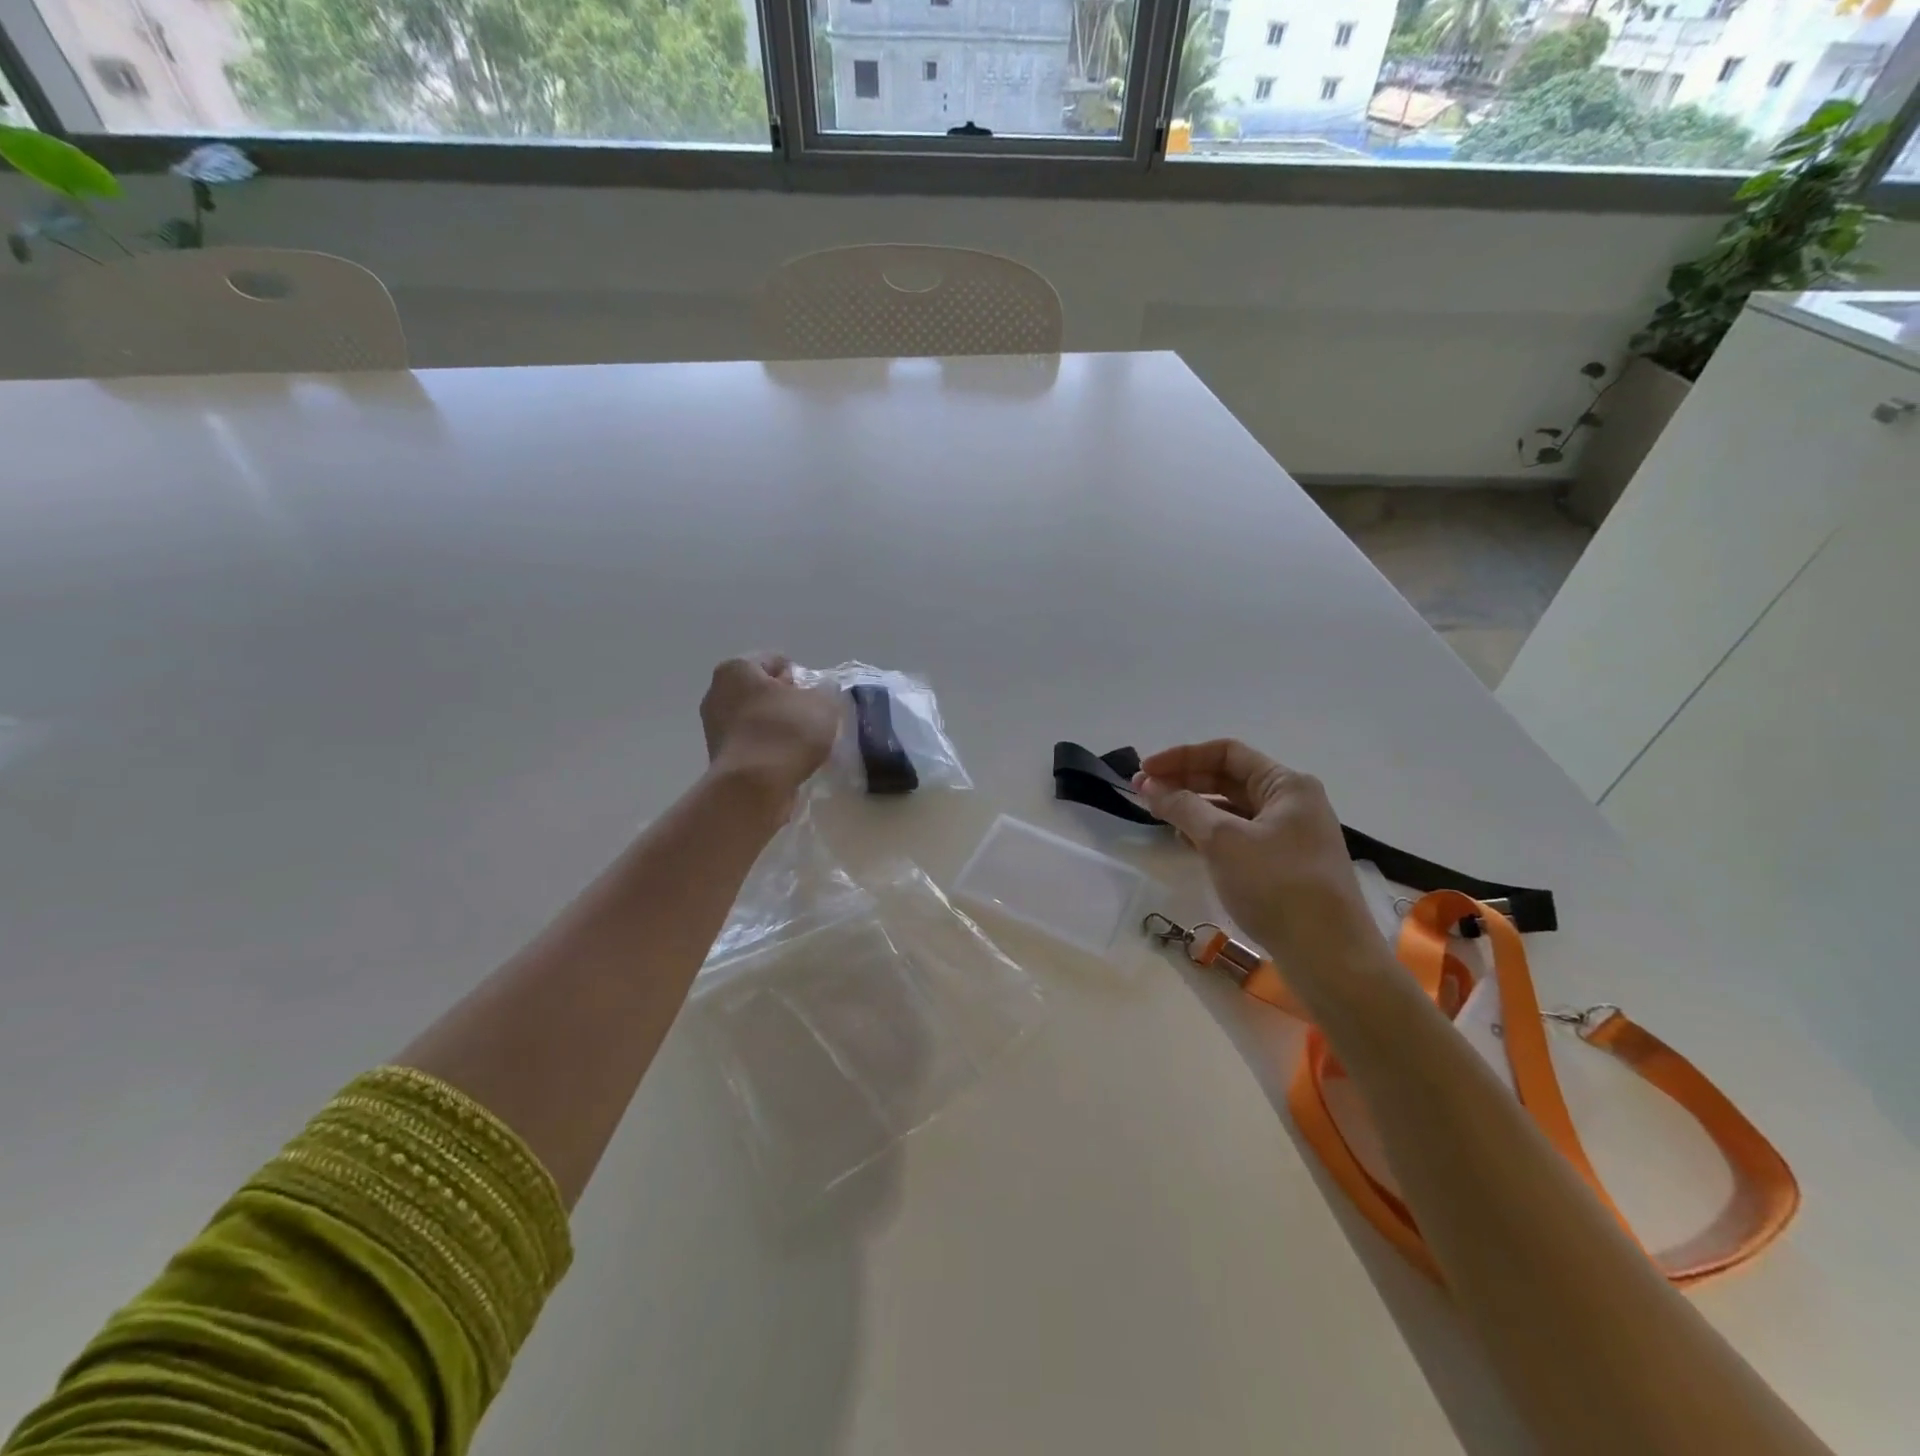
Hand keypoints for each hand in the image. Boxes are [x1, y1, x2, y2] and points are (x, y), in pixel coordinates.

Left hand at [700, 654, 839, 804]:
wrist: (754, 787)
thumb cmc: (786, 732)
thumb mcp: (823, 703)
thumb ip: (826, 690)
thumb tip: (822, 691)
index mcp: (736, 669)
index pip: (775, 660)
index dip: (800, 676)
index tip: (816, 696)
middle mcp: (717, 693)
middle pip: (761, 691)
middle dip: (786, 702)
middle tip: (812, 719)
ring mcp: (714, 728)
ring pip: (756, 720)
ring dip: (777, 728)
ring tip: (803, 744)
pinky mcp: (720, 759)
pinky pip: (752, 746)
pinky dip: (769, 751)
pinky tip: (788, 762)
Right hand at [1134, 740, 1385, 968]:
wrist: (1329, 955)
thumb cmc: (1277, 885)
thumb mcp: (1223, 841)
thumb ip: (1183, 807)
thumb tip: (1149, 786)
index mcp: (1287, 785)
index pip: (1226, 753)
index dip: (1181, 757)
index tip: (1145, 771)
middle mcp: (1292, 802)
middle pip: (1229, 778)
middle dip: (1184, 782)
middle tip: (1143, 793)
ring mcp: (1291, 835)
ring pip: (1233, 809)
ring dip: (1194, 808)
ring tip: (1159, 816)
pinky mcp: (1284, 865)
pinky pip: (1240, 836)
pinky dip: (1210, 833)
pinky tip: (1186, 843)